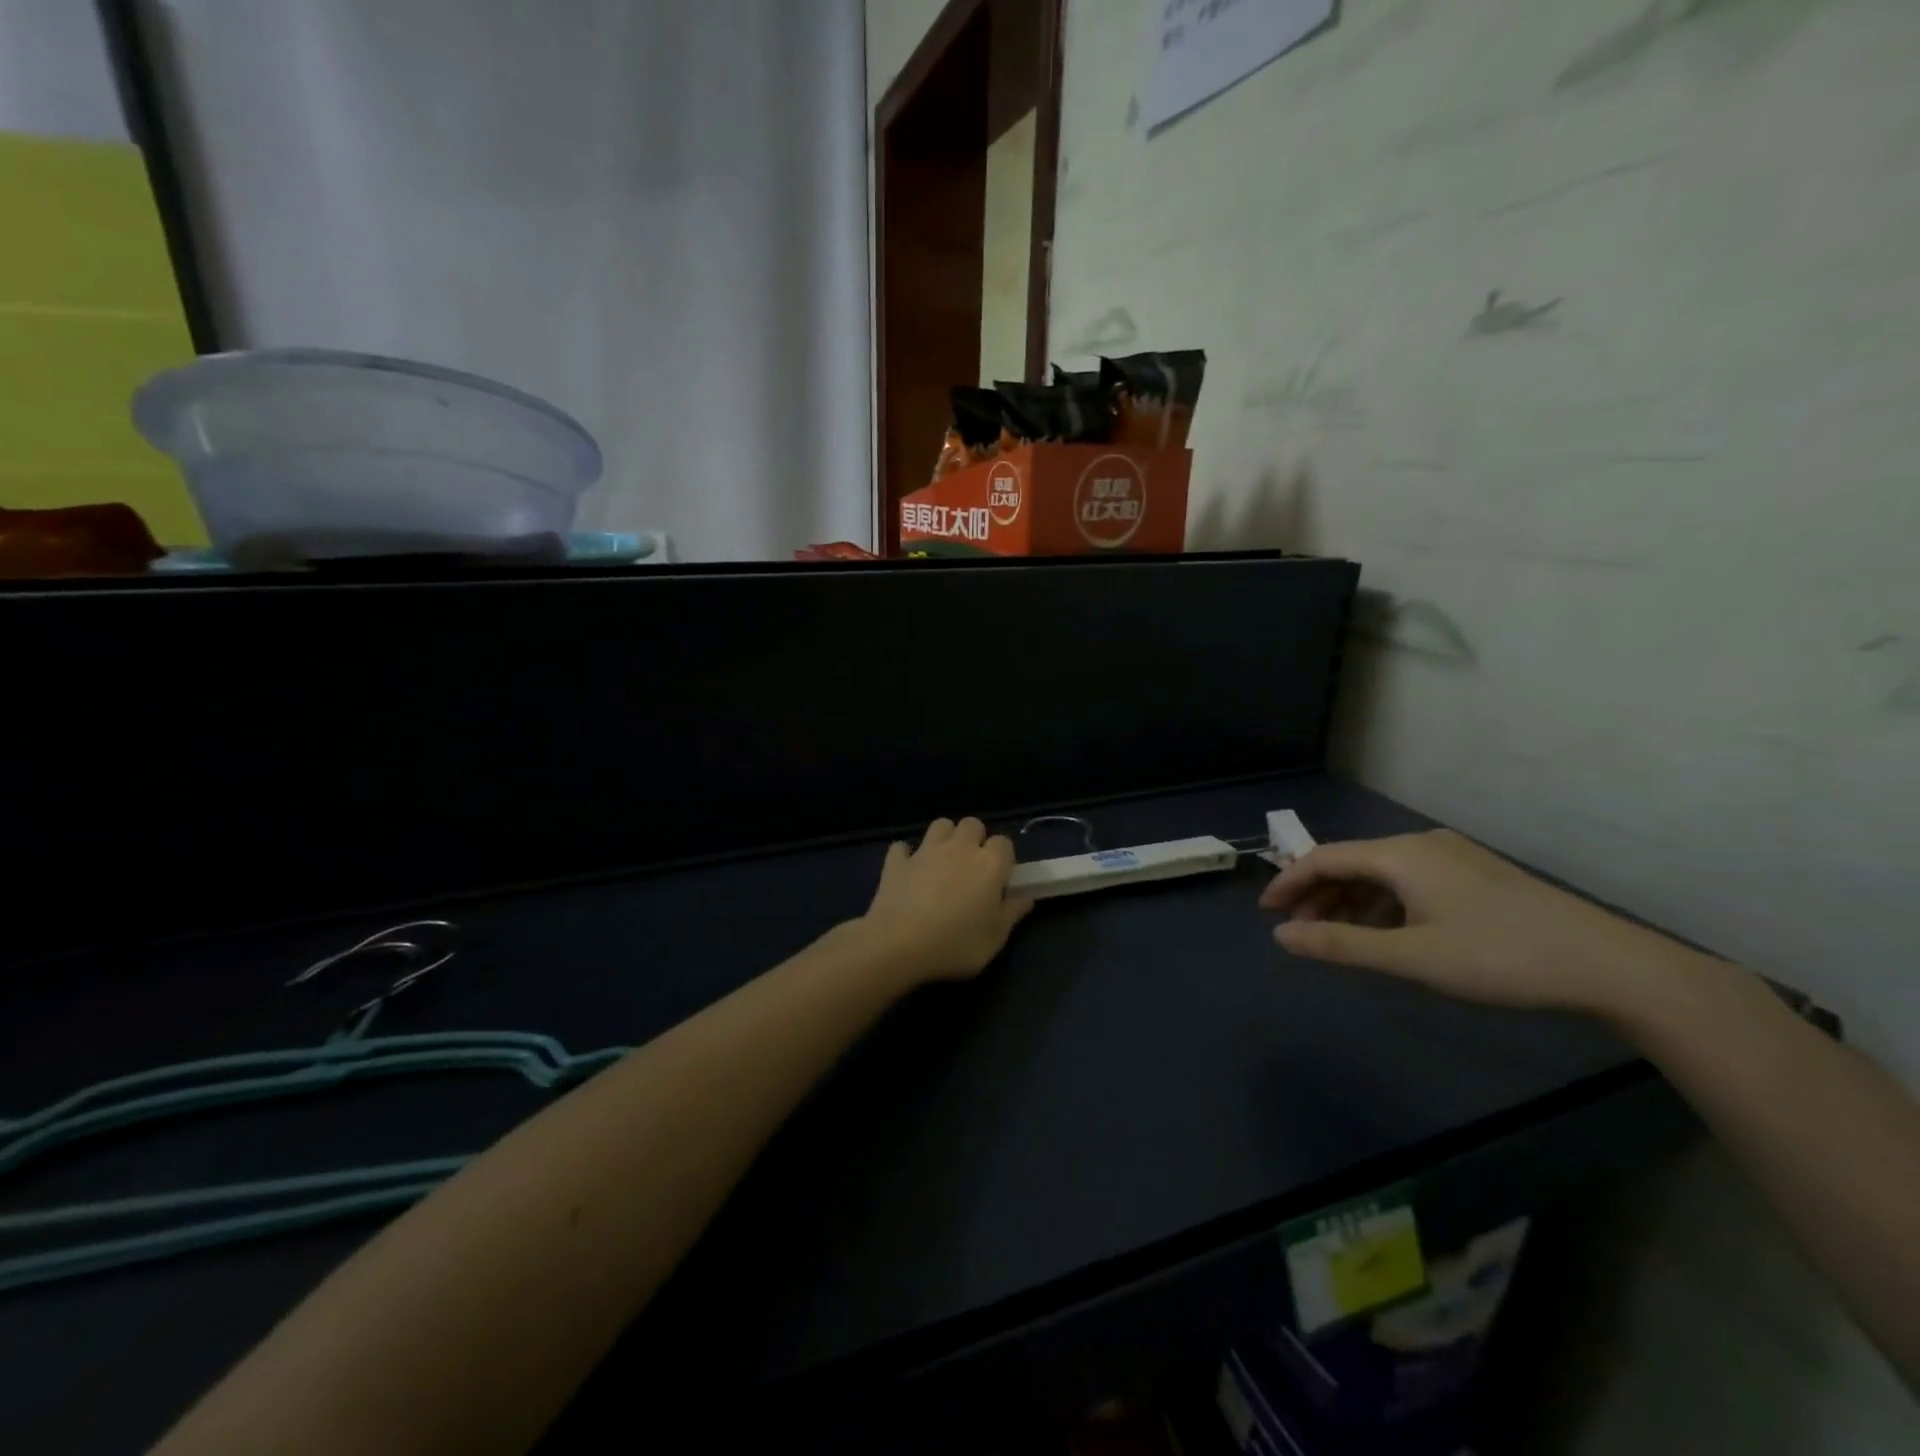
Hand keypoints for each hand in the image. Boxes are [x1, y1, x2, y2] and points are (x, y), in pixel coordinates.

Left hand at [859, 818, 1032, 983]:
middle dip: (974, 839)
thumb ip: (1012, 914)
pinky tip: (908, 871)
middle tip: (971, 867)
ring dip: (944, 838)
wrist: (899, 944)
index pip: (1004, 842)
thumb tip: (1025, 898)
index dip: (1003, 857)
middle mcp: (959, 848)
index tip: (999, 879)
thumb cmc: (956, 944)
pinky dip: (906, 855)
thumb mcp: (995, 938)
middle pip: (972, 824)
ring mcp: (925, 851)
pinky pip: (902, 847)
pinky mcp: (897, 861)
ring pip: (940, 825)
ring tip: (943, 863)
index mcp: (989, 864)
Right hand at [1259, 829, 1686, 1016]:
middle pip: (1352, 862)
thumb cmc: (1498, 957)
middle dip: (1318, 894)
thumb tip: (1281, 936)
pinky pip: (1409, 880)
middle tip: (1299, 930)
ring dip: (1351, 901)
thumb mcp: (1411, 957)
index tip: (1266, 912)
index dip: (1289, 882)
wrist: (1607, 964)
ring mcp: (1452, 856)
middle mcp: (1421, 844)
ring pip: (1381, 872)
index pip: (1324, 857)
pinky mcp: (1475, 874)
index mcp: (1400, 854)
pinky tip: (1388, 933)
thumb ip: (1340, 944)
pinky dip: (1384, 904)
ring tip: (1338, 936)